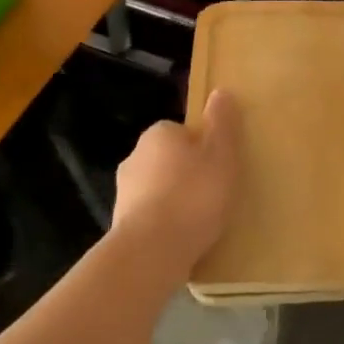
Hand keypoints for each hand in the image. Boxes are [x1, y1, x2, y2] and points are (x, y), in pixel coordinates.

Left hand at [111, 91, 241, 270]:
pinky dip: (165, 226)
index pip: (182, 132)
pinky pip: (151, 219)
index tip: (220, 166)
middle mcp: (134, 157)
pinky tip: (184, 241)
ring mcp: (123, 194)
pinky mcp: (121, 226)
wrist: (151, 252)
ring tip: (203, 222)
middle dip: (188, 174)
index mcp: (157, 134)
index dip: (203, 147)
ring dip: (175, 201)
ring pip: (158, 190)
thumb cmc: (193, 195)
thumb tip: (221, 91)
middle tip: (215, 193)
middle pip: (169, 160)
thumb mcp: (221, 153)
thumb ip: (222, 122)